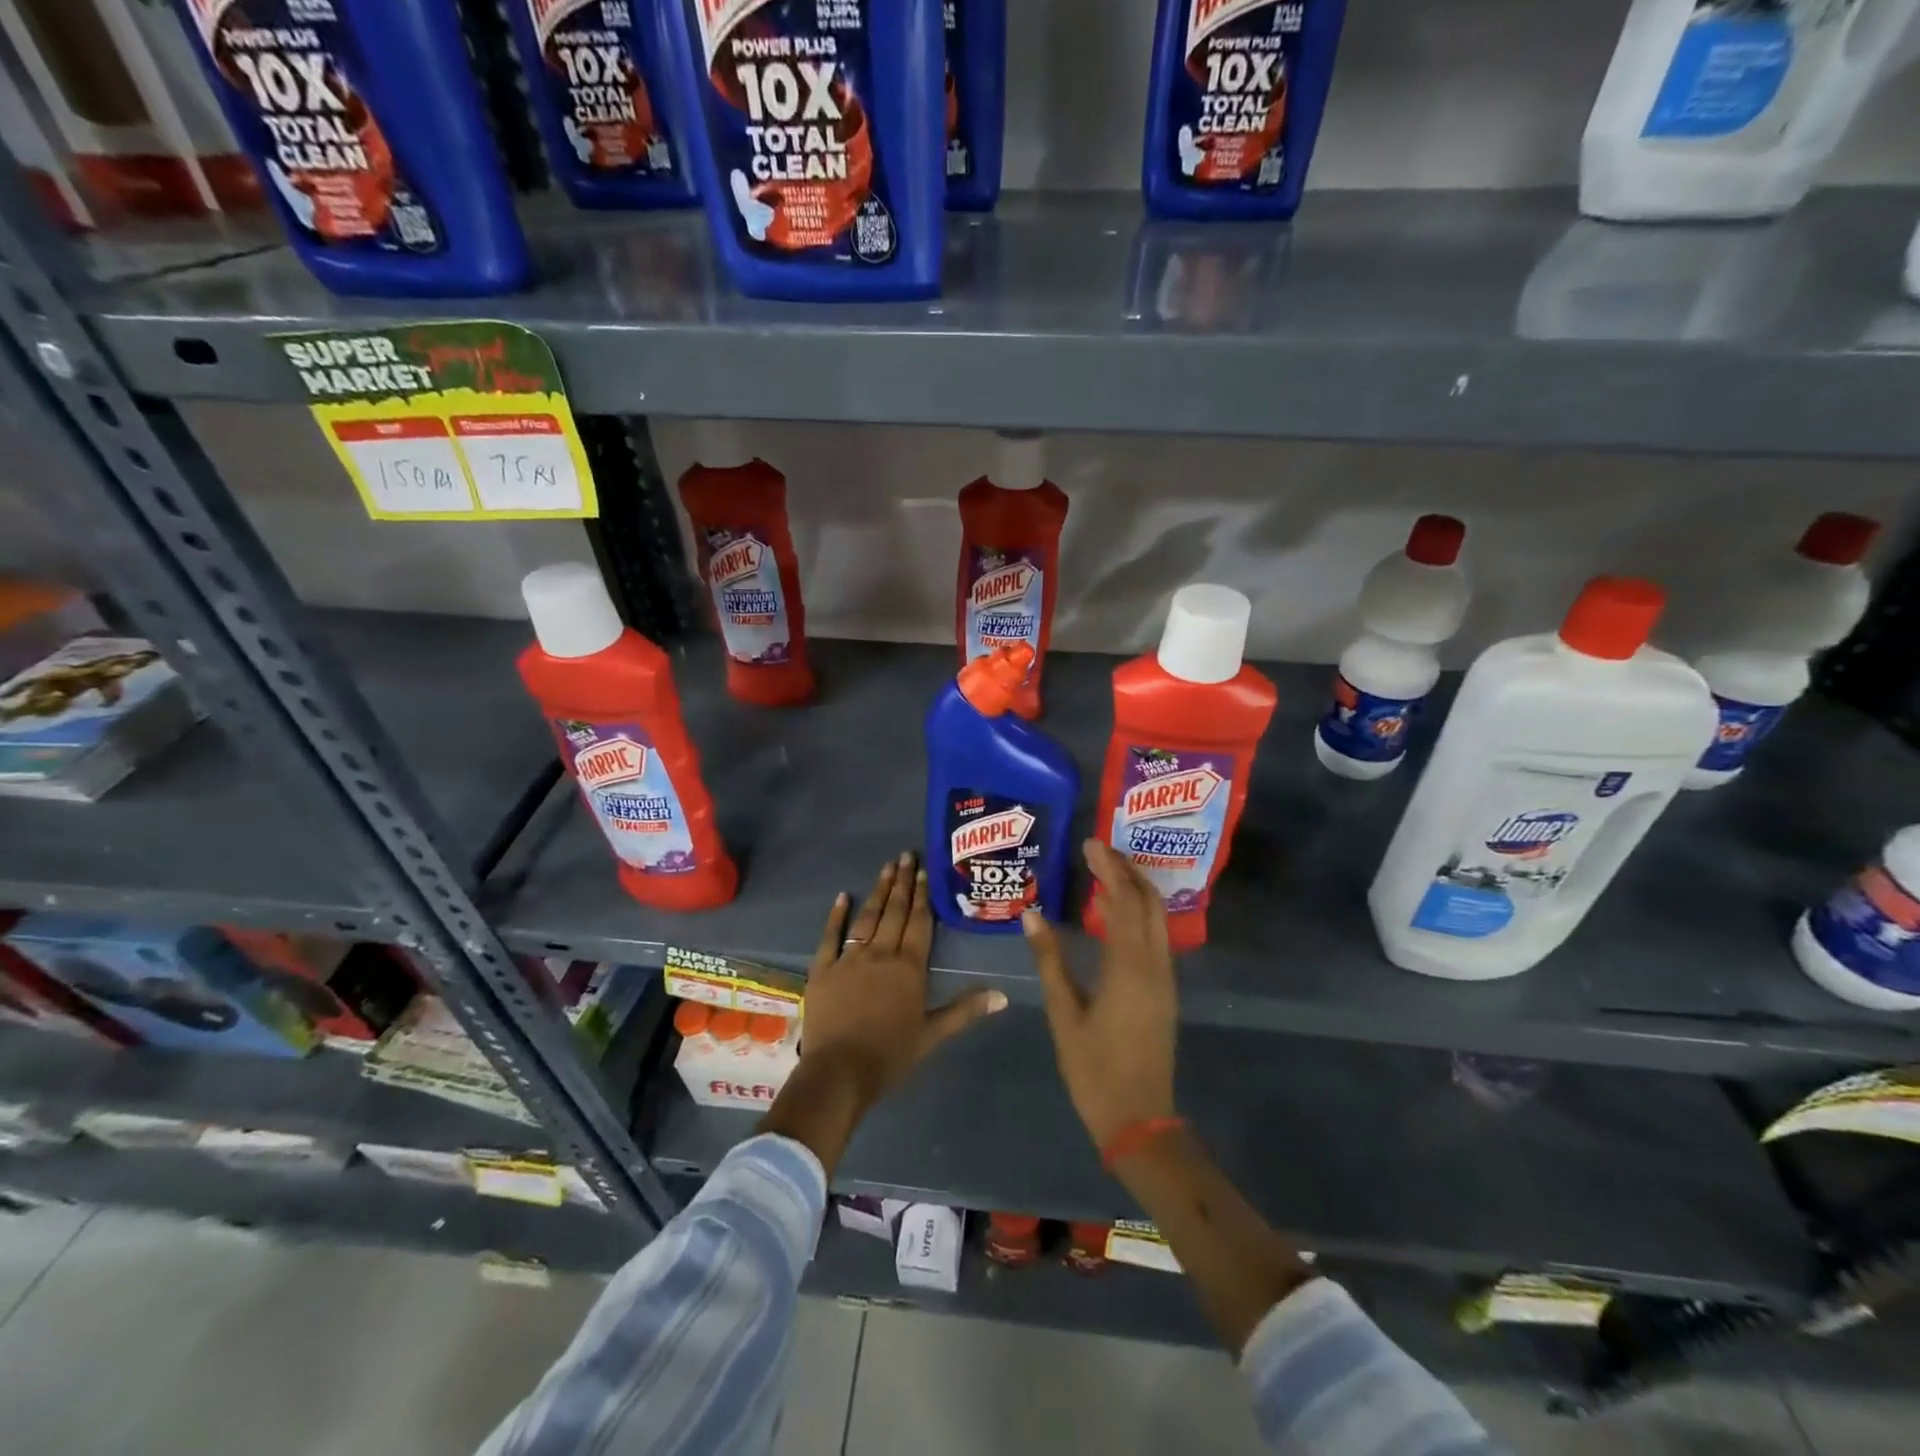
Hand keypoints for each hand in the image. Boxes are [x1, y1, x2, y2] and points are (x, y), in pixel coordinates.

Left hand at [762, 852, 1005, 1170]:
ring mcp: (849, 959)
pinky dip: (836, 916)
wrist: (838, 1072)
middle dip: (903, 882)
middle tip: (906, 855)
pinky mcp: (823, 969)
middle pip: (895, 912)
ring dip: (878, 892)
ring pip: (867, 918)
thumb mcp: (932, 1035)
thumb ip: (965, 1010)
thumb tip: (1003, 995)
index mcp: (909, 967)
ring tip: (886, 868)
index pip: (919, 923)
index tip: (925, 870)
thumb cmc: (889, 1055)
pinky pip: (830, 936)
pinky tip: (843, 897)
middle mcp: (880, 953)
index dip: (923, 895)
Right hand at [1023, 840, 1177, 1148]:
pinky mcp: (1164, 990)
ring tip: (1103, 871)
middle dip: (1126, 870)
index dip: (1109, 869)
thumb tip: (1031, 915)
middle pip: (1149, 902)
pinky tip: (1112, 913)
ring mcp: (1165, 978)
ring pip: (1157, 918)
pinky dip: (1138, 914)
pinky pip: (1155, 937)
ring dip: (1135, 889)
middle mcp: (1155, 965)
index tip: (1090, 844)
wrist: (1139, 1119)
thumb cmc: (1095, 1070)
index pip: (1124, 902)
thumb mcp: (1064, 1014)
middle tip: (1097, 850)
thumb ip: (1049, 961)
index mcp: (1130, 968)